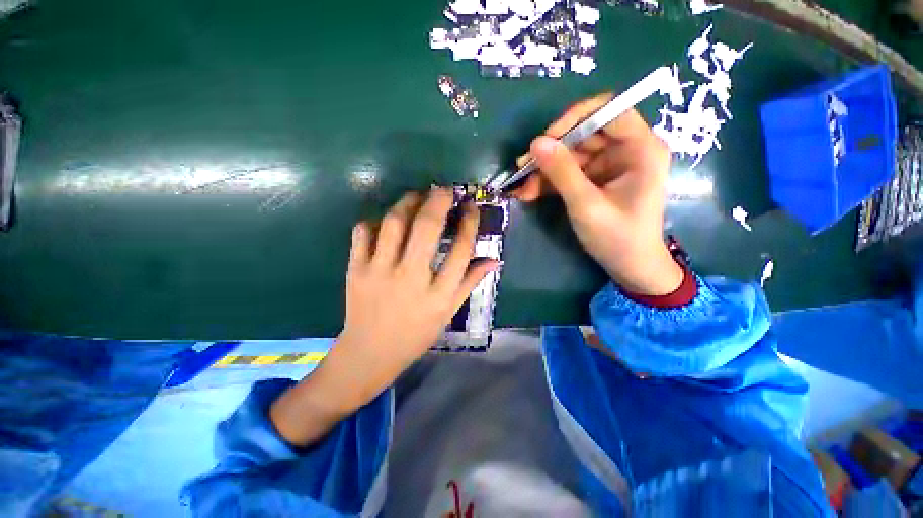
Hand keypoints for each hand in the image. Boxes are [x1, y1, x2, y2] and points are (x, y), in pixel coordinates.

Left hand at [270, 189, 497, 446]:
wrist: (369, 352)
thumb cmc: (416, 334)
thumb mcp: (448, 312)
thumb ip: (470, 283)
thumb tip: (494, 259)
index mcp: (438, 294)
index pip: (461, 250)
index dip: (469, 223)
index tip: (470, 207)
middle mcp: (411, 278)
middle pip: (427, 227)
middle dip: (439, 200)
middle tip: (445, 189)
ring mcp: (380, 272)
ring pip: (394, 223)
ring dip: (408, 203)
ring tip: (417, 197)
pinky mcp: (356, 269)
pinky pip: (363, 233)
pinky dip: (375, 220)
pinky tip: (385, 221)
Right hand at [513, 93, 682, 296]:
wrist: (630, 267)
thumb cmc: (617, 238)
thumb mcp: (586, 205)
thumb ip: (562, 172)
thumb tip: (536, 142)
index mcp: (641, 148)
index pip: (608, 111)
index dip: (574, 119)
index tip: (544, 140)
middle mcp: (627, 150)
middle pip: (583, 135)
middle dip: (551, 153)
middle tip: (522, 169)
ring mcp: (610, 165)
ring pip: (571, 155)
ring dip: (545, 171)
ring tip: (523, 190)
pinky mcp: (597, 179)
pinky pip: (570, 172)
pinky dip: (550, 182)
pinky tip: (530, 193)